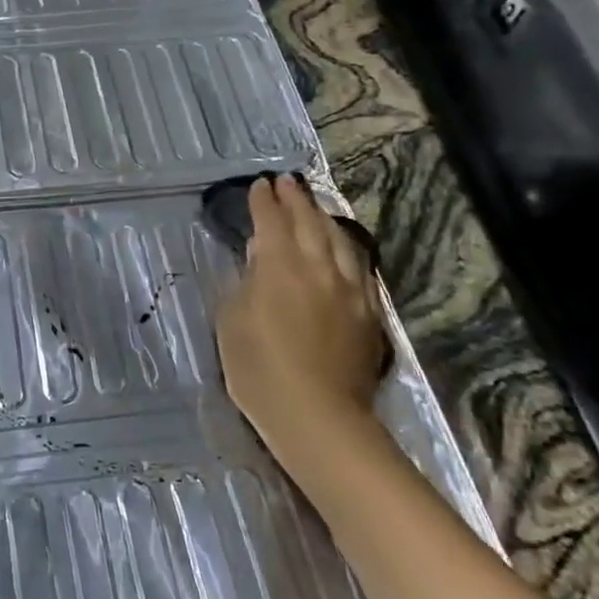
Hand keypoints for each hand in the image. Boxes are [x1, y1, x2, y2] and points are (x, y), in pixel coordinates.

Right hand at [216, 175, 388, 470]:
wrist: (318, 415)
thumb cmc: (260, 369)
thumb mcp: (232, 320)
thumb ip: (245, 282)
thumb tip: (259, 259)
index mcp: (279, 265)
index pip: (271, 220)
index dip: (263, 201)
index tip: (258, 185)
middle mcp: (317, 265)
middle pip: (308, 221)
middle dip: (295, 199)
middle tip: (286, 183)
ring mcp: (348, 287)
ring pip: (337, 238)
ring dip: (323, 216)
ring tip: (314, 204)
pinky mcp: (367, 309)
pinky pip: (358, 265)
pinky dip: (345, 246)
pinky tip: (342, 245)